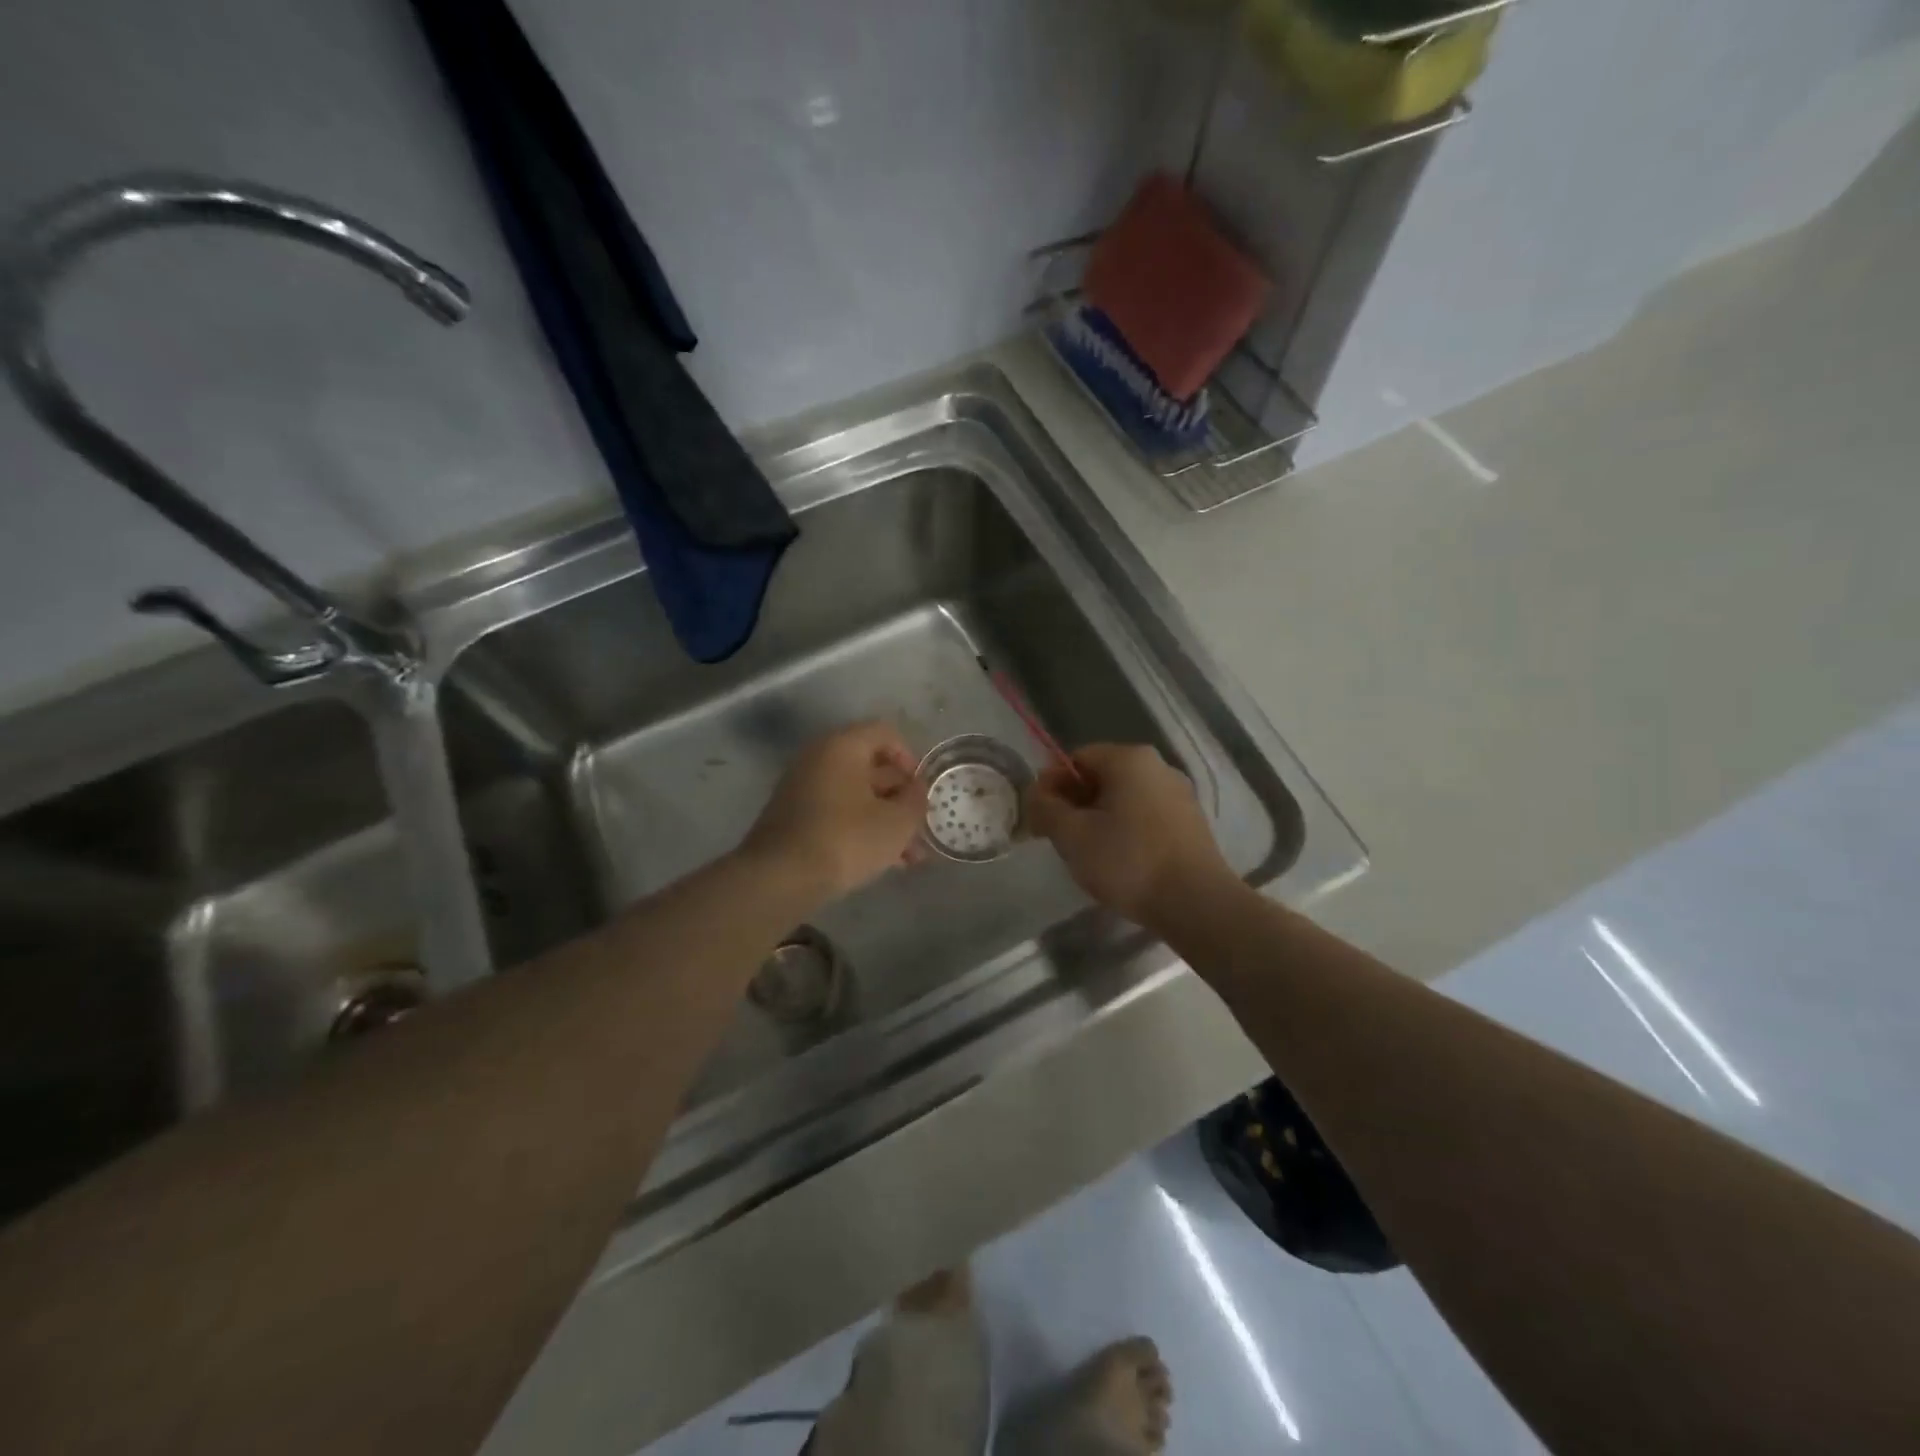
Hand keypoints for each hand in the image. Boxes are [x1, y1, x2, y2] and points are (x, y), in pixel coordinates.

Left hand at [741, 721, 928, 905]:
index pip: (884, 733)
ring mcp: (802, 788)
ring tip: (910, 857)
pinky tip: (883, 862)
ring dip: (885, 820)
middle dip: (900, 798)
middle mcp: (818, 758)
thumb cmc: (847, 838)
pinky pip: (837, 814)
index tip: (921, 789)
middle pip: (870, 767)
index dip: (910, 757)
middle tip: (920, 827)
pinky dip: (861, 830)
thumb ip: (915, 800)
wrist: (780, 878)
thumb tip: (915, 790)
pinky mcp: (793, 818)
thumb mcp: (897, 822)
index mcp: (842, 746)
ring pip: (855, 796)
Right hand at [1023, 743, 1232, 928]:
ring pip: (1123, 799)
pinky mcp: (1190, 823)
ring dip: (1098, 819)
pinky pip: (1145, 816)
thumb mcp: (1072, 835)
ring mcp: (1179, 794)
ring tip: (1089, 855)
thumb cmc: (1128, 861)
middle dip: (1074, 804)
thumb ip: (1045, 808)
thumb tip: (1035, 793)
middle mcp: (1158, 767)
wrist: (1196, 903)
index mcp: (1129, 759)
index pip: (1075, 758)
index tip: (1040, 819)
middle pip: (1100, 777)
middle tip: (1060, 839)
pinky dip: (1125, 831)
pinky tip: (1120, 862)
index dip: (1051, 786)